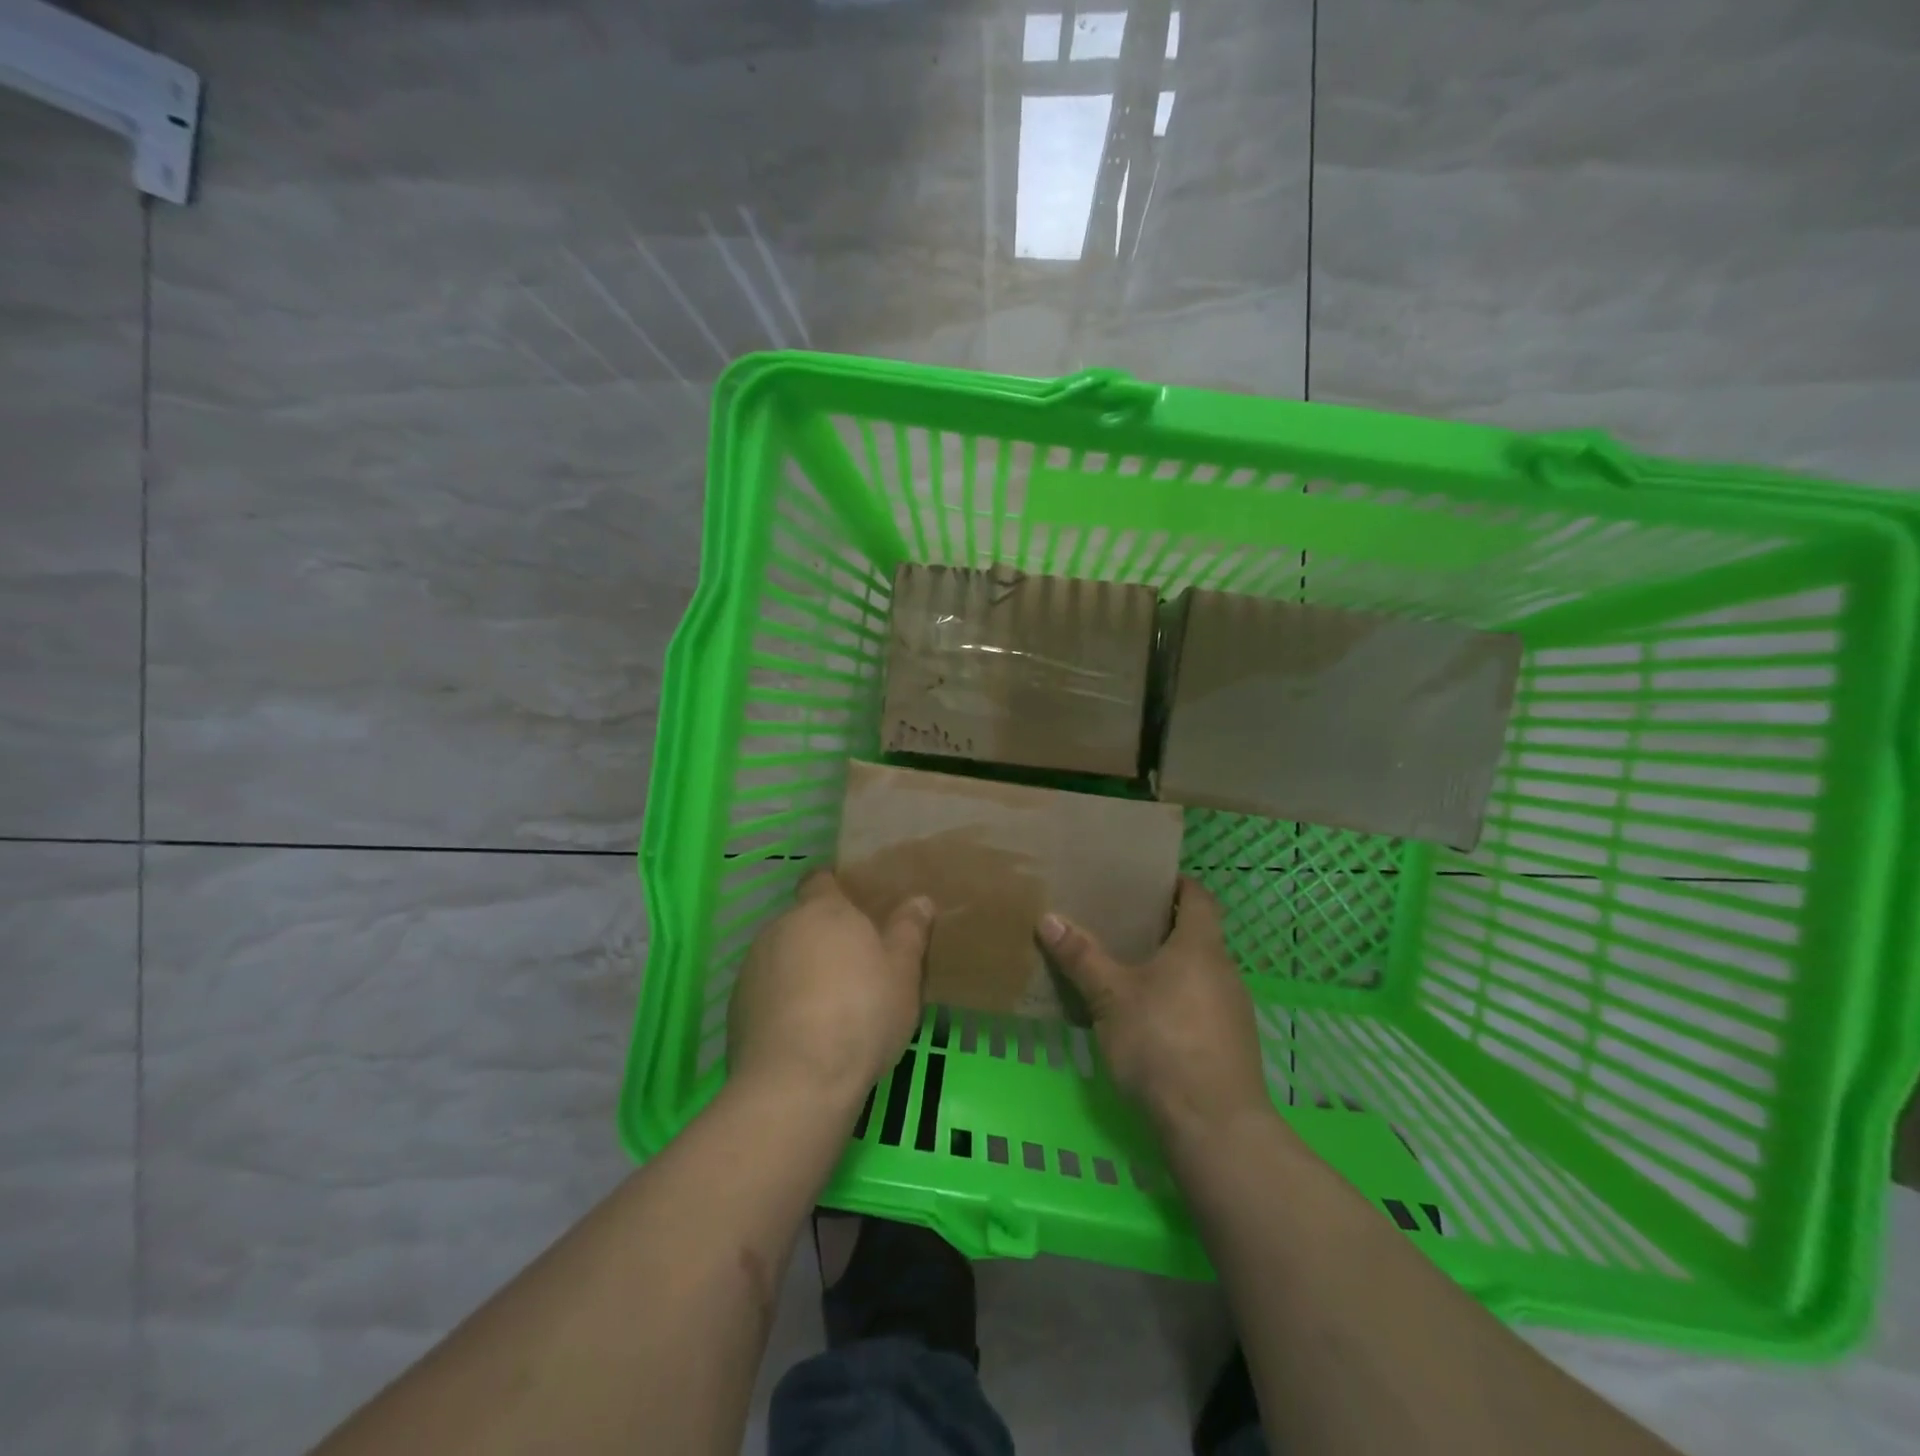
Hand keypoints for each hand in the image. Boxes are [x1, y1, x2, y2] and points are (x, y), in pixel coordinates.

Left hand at [728, 871, 934, 1112]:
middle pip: (802, 922)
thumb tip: (919, 900)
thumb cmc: (861, 1013)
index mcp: (822, 911)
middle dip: (823, 939)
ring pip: (782, 958)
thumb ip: (909, 931)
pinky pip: (766, 993)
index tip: (855, 912)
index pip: (821, 881)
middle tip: (854, 969)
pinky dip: (782, 1004)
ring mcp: (752, 968)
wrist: (797, 1081)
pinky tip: (803, 1036)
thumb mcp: (902, 973)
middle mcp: (780, 928)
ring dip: (801, 972)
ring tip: (829, 1009)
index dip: (836, 892)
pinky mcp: (736, 1007)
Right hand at [1039, 879, 1272, 1142]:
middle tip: (1122, 922)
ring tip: (1129, 968)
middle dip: (1165, 927)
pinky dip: (1178, 999)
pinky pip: (1202, 1005)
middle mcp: (1224, 971)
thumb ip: (1082, 957)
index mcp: (1201, 947)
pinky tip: (1148, 1018)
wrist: (1215, 1126)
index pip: (1200, 898)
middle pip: (1199, 935)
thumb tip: (1048, 918)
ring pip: (1200, 973)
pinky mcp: (1231, 1045)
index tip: (1149, 881)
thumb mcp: (1111, 997)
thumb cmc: (1162, 1043)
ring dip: (1171, 966)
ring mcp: (1233, 1011)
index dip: (1179, 884)